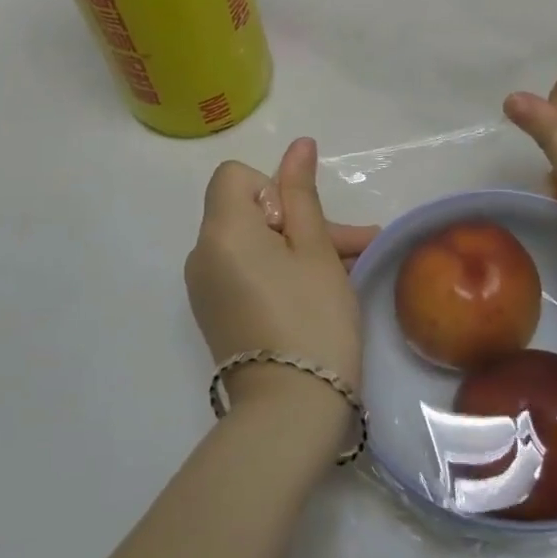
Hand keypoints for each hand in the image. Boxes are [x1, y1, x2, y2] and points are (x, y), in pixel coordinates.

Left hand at [185, 139, 377, 416]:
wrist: (288, 412)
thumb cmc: (312, 320)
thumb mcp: (315, 251)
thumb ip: (302, 194)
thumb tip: (298, 145)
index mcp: (220, 230)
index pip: (234, 176)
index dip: (273, 188)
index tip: (303, 224)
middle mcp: (201, 254)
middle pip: (247, 212)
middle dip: (299, 221)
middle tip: (355, 246)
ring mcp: (204, 288)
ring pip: (251, 244)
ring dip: (296, 248)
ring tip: (349, 270)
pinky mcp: (214, 314)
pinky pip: (244, 273)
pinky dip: (276, 272)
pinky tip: (319, 291)